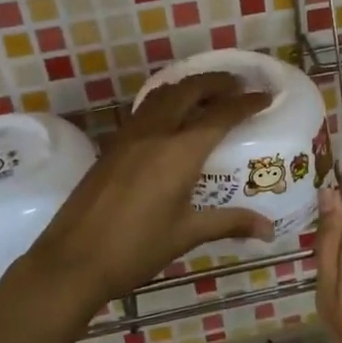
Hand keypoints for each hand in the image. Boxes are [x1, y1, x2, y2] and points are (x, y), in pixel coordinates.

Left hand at [23, 72, 275, 309]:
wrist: (73, 260)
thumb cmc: (136, 249)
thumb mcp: (186, 235)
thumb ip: (229, 223)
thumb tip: (269, 230)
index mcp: (179, 152)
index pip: (220, 115)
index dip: (246, 103)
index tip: (265, 96)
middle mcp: (155, 133)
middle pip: (189, 90)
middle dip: (217, 82)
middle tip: (238, 85)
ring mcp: (129, 136)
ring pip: (163, 95)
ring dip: (189, 86)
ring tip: (207, 94)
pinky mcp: (112, 146)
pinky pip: (145, 109)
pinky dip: (166, 101)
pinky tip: (172, 117)